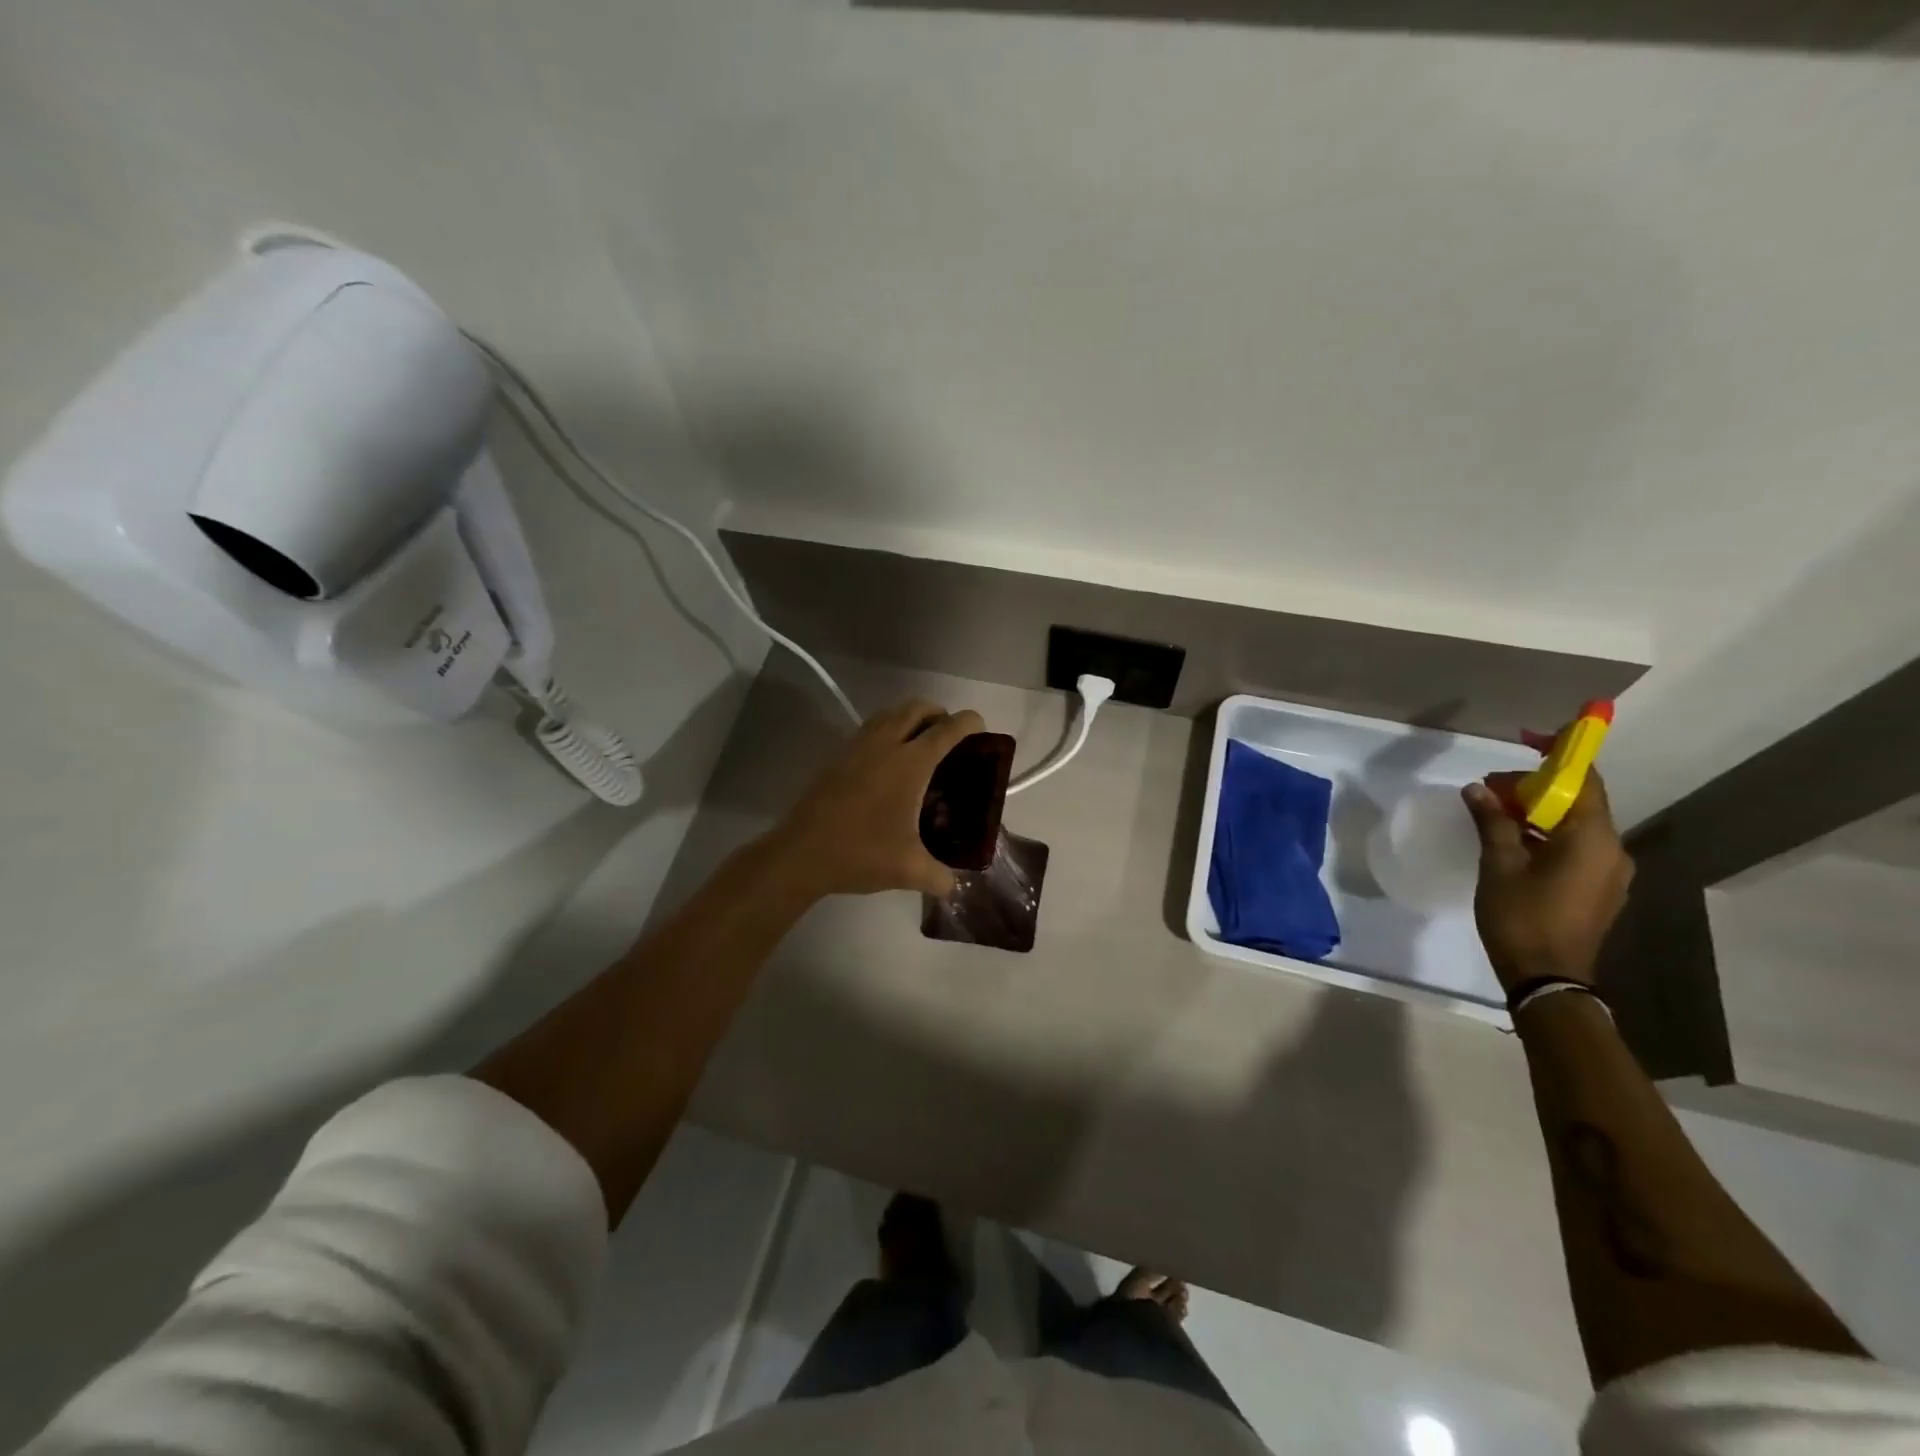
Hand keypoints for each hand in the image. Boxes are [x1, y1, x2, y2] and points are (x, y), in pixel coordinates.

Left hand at [767, 699, 985, 899]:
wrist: (801, 853)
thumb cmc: (861, 854)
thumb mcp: (909, 871)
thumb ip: (940, 878)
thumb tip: (955, 886)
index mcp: (910, 763)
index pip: (947, 729)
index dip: (968, 722)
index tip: (980, 728)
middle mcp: (885, 744)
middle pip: (917, 708)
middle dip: (938, 713)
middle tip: (948, 735)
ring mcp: (857, 747)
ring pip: (889, 713)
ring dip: (910, 718)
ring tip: (919, 743)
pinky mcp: (837, 756)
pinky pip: (869, 729)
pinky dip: (886, 731)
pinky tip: (887, 761)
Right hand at [1462, 772, 1633, 990]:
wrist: (1548, 978)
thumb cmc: (1522, 917)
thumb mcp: (1499, 865)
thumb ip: (1492, 822)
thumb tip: (1478, 789)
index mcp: (1593, 839)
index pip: (1584, 780)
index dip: (1560, 755)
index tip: (1529, 740)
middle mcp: (1613, 850)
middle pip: (1579, 802)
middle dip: (1536, 788)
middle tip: (1490, 791)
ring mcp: (1609, 872)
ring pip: (1576, 826)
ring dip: (1538, 812)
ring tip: (1495, 814)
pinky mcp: (1599, 889)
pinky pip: (1576, 847)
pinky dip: (1547, 835)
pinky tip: (1514, 841)